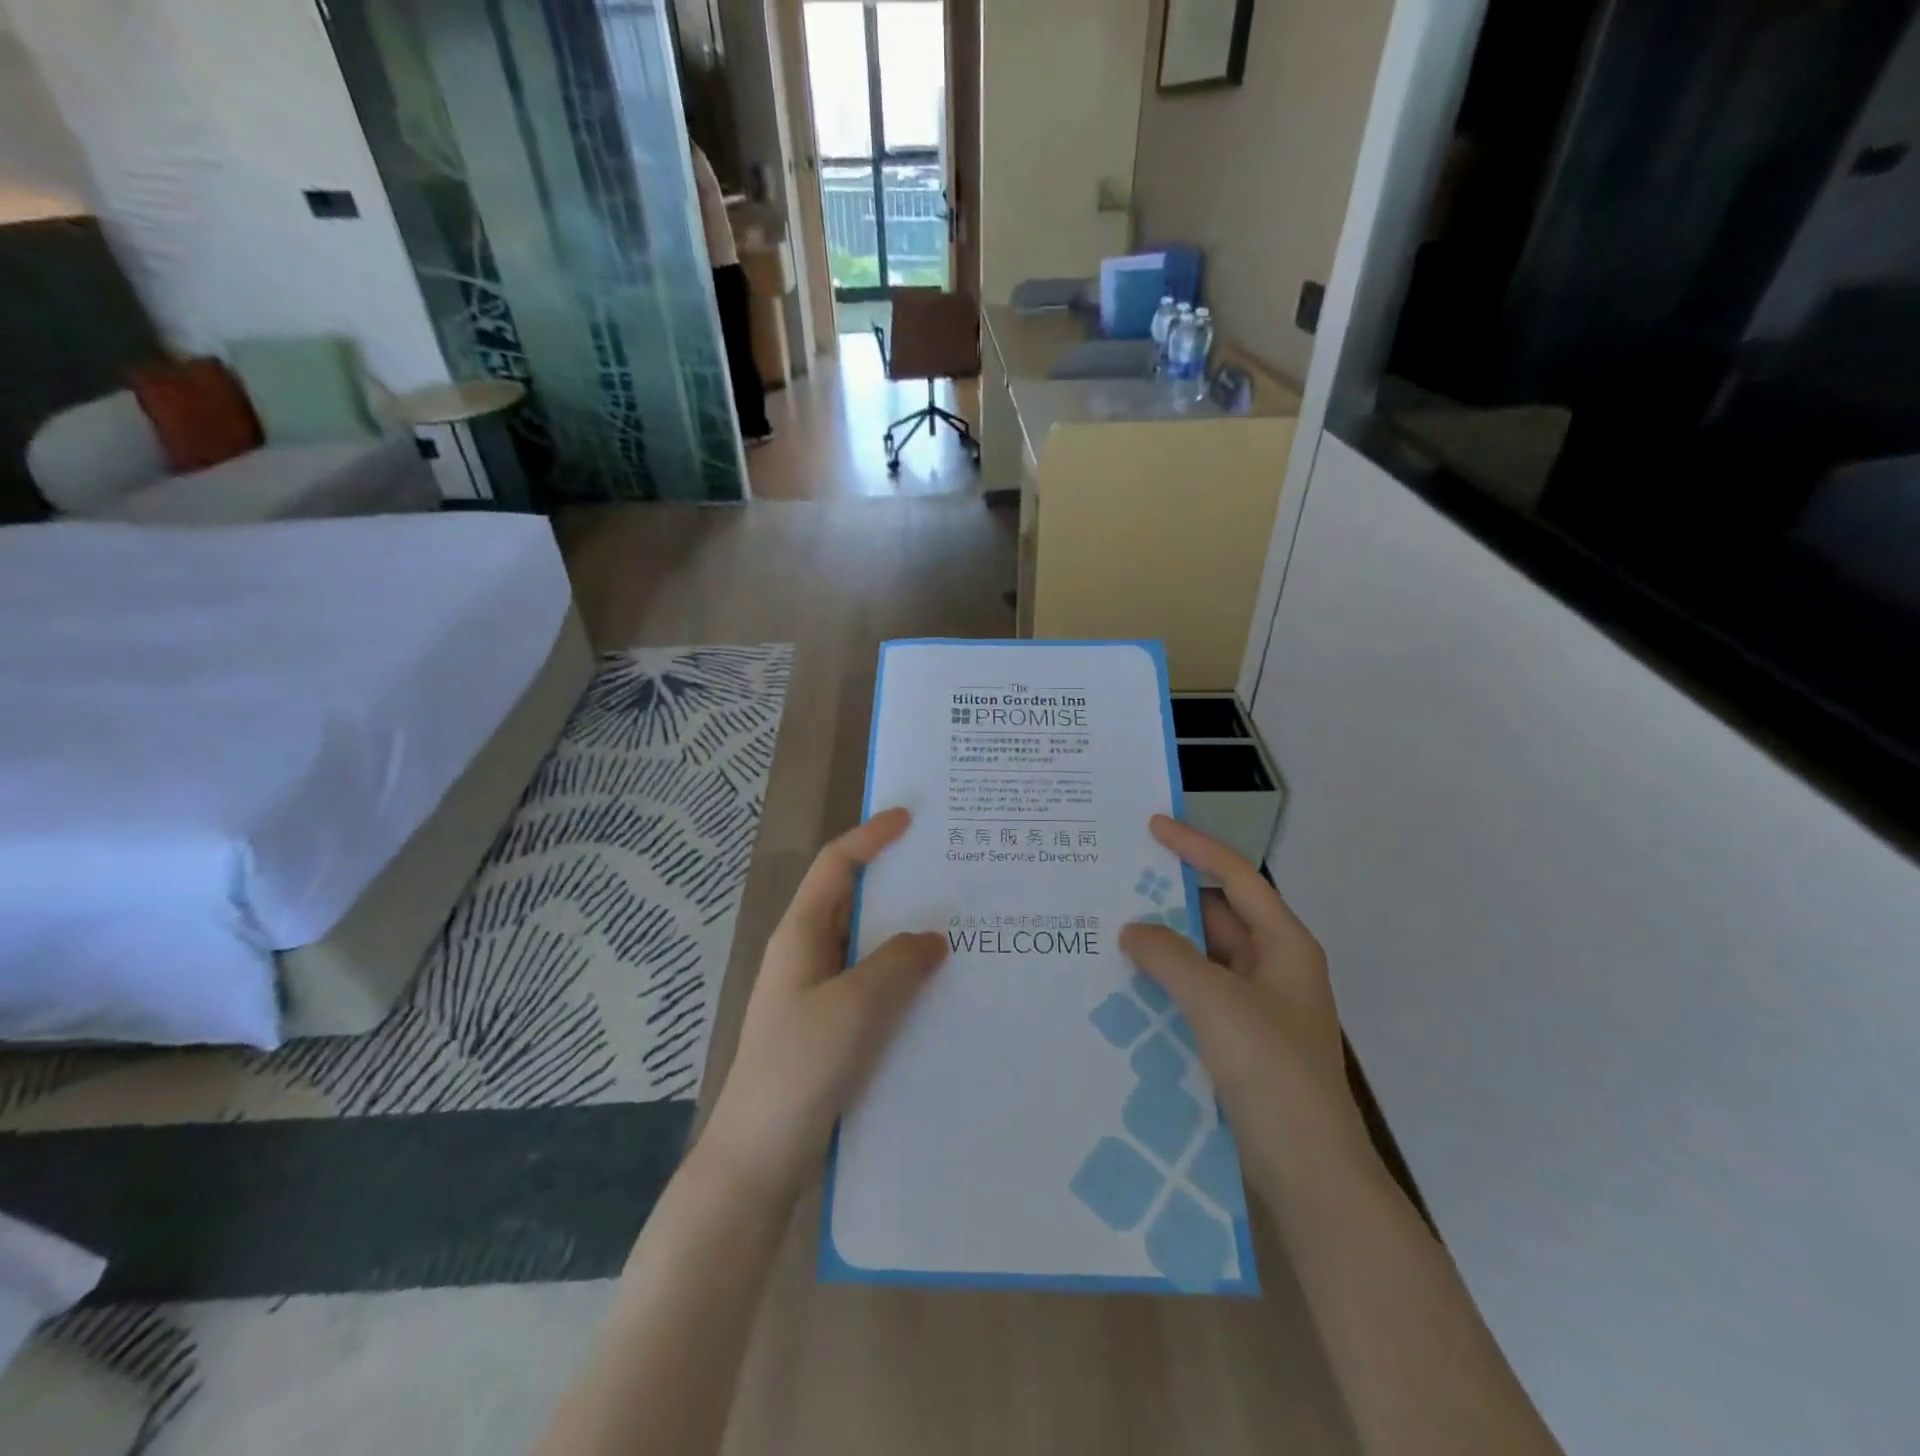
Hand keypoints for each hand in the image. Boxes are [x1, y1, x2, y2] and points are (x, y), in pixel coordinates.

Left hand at [699, 808, 946, 1201]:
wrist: (759, 1157)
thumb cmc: (801, 1066)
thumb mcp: (857, 1004)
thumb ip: (899, 961)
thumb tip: (932, 938)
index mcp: (801, 934)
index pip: (836, 865)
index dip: (870, 837)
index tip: (909, 819)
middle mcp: (806, 954)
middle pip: (852, 900)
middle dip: (895, 882)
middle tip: (947, 873)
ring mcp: (815, 993)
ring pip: (865, 945)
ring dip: (903, 933)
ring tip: (955, 927)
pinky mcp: (827, 1028)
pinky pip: (869, 984)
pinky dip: (900, 975)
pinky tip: (935, 990)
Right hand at [1119, 816, 1366, 1199]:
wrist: (1309, 1172)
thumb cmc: (1272, 1071)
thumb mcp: (1217, 1002)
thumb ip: (1170, 956)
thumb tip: (1132, 929)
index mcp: (1284, 945)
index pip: (1236, 877)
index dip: (1195, 847)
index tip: (1152, 826)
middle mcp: (1272, 967)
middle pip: (1216, 916)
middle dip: (1168, 900)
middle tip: (1115, 883)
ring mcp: (1256, 1006)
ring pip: (1202, 957)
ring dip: (1163, 945)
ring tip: (1109, 929)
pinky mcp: (1239, 1040)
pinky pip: (1196, 993)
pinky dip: (1166, 982)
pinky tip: (1126, 984)